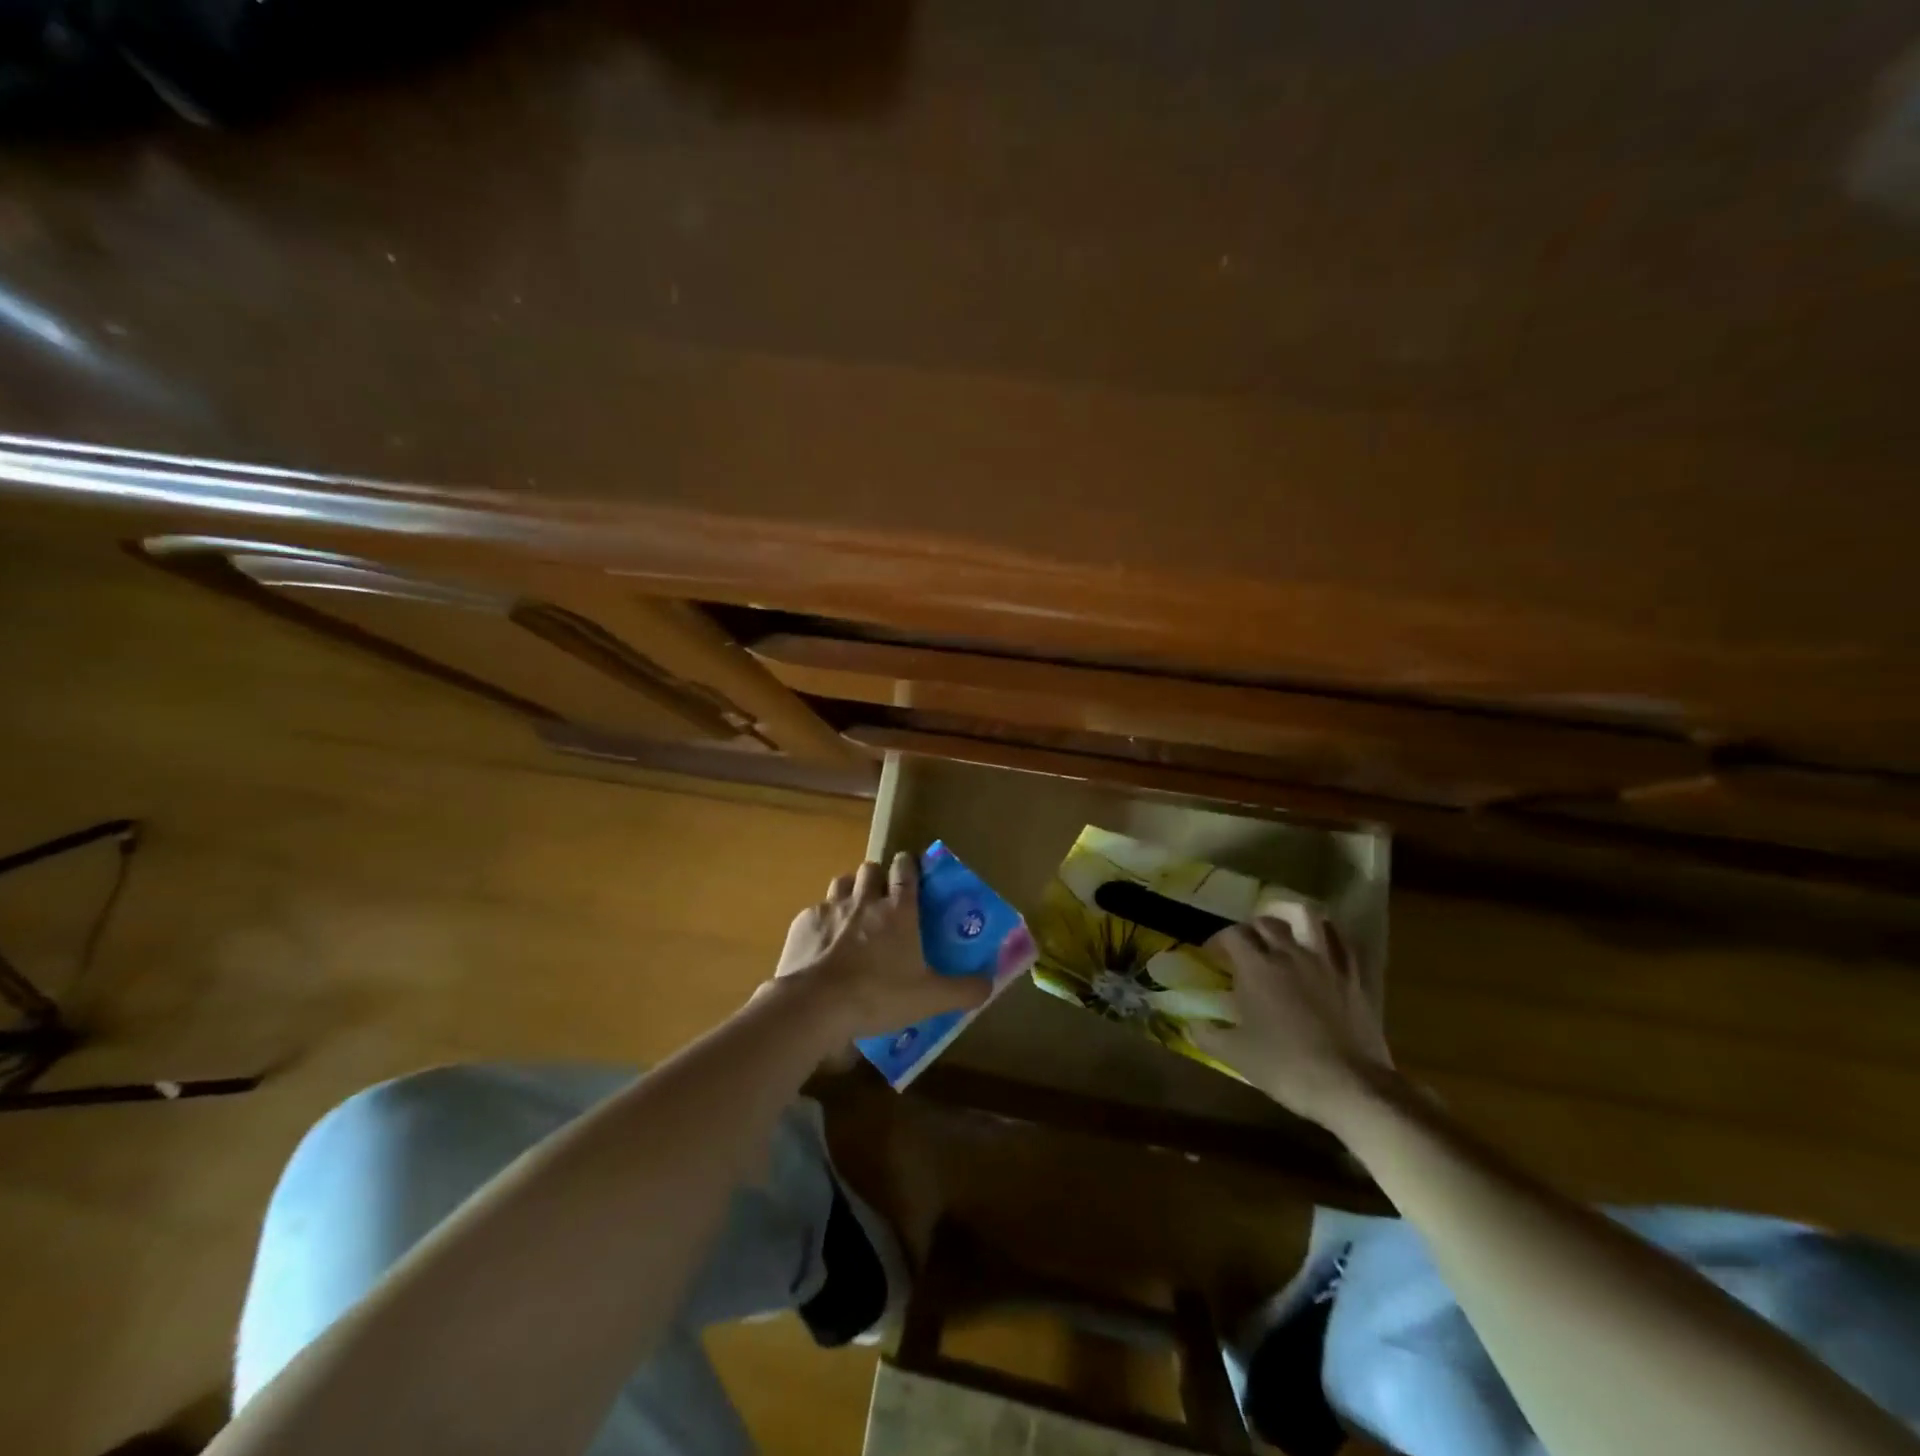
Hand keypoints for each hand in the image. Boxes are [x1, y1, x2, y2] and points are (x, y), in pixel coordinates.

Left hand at [770, 853, 991, 1041]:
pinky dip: (822, 920)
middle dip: (877, 876)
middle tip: (881, 898)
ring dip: (849, 890)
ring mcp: (831, 908)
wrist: (816, 1004)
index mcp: (899, 910)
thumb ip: (963, 990)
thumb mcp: (929, 998)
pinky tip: (823, 942)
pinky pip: (816, 910)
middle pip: (871, 869)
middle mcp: (865, 899)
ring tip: (852, 912)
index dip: (908, 865)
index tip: (910, 869)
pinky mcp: (804, 922)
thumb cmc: (878, 995)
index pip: (905, 869)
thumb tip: (989, 985)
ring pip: (841, 882)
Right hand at [1190, 913, 1394, 1128]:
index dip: (1219, 940)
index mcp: (1256, 967)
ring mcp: (1325, 962)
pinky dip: (1329, 937)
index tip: (1213, 956)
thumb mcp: (1235, 1055)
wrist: (1350, 1086)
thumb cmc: (1285, 1066)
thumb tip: (1189, 1024)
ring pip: (1309, 920)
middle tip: (1246, 950)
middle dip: (1251, 930)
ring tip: (1286, 935)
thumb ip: (1206, 1035)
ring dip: (1293, 920)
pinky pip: (1342, 943)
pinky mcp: (1354, 977)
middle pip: (1266, 922)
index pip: (1232, 934)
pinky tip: (1324, 945)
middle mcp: (1289, 954)